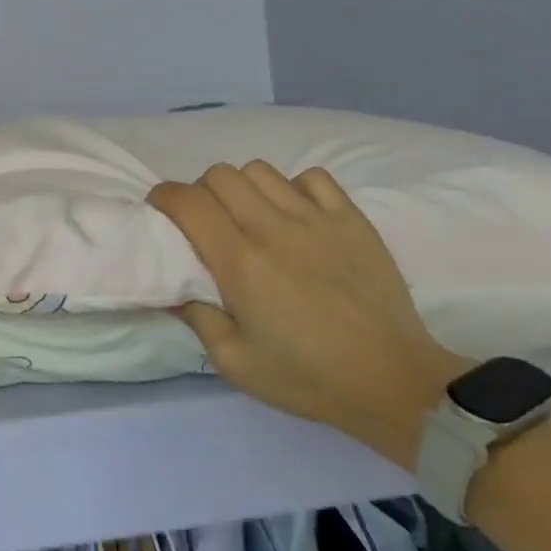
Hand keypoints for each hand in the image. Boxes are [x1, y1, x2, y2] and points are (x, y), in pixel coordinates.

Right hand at [149, 163, 467, 466]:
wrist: (390, 379)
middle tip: (205, 220)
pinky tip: (296, 216)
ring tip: (249, 216)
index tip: (159, 208)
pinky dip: (293, 188)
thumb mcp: (235, 363)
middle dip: (200, 191)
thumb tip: (176, 290)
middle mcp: (274, 228)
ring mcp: (317, 218)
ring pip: (261, 170)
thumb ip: (198, 319)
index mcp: (240, 263)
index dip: (164, 196)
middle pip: (221, 175)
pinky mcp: (351, 219)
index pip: (189, 202)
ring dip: (243, 187)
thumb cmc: (307, 377)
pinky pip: (312, 178)